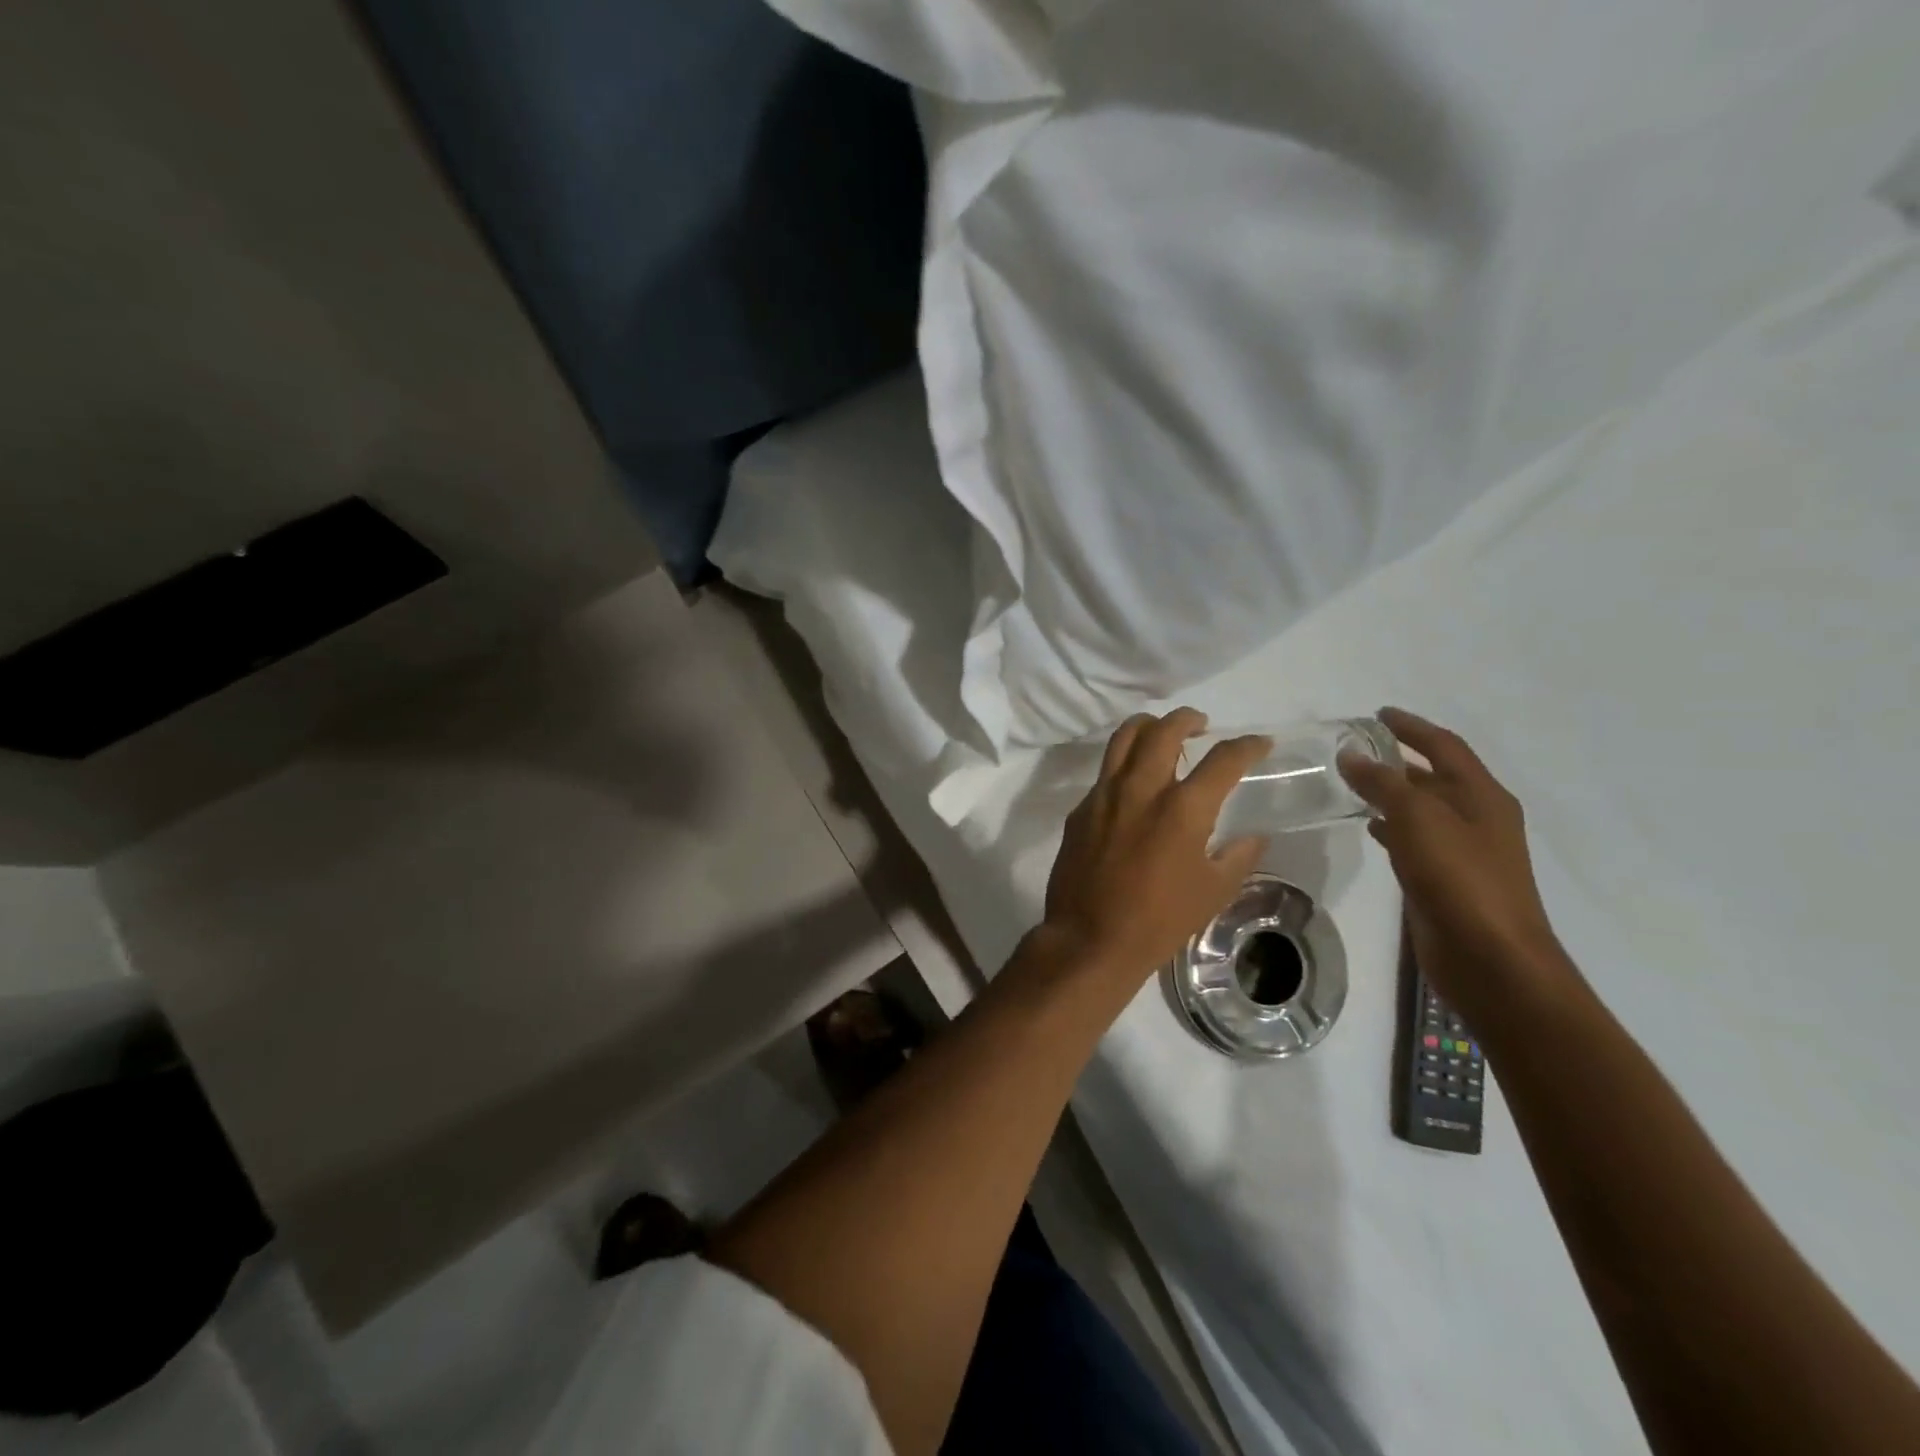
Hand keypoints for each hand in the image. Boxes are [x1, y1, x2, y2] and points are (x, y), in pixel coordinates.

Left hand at [1042, 709, 1270, 979]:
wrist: (1090, 938)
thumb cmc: (1159, 920)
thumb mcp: (1214, 892)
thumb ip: (1239, 856)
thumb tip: (1254, 836)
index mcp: (1183, 808)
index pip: (1223, 759)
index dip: (1247, 746)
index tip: (1259, 744)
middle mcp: (1141, 789)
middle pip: (1164, 730)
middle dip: (1187, 718)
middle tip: (1200, 724)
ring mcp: (1104, 795)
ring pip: (1124, 739)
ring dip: (1148, 726)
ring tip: (1162, 732)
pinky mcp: (1080, 809)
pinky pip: (1104, 773)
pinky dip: (1124, 764)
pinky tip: (1133, 784)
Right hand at [1339, 708, 1569, 1005]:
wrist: (1491, 959)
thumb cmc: (1460, 879)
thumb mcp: (1418, 820)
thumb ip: (1384, 784)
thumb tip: (1351, 756)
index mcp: (1483, 796)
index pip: (1445, 746)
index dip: (1412, 727)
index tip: (1378, 714)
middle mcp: (1478, 818)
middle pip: (1435, 776)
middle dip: (1399, 759)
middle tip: (1357, 749)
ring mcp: (1464, 851)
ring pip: (1423, 809)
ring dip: (1393, 793)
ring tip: (1352, 783)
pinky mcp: (1446, 880)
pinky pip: (1416, 839)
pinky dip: (1392, 826)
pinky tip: (1369, 828)